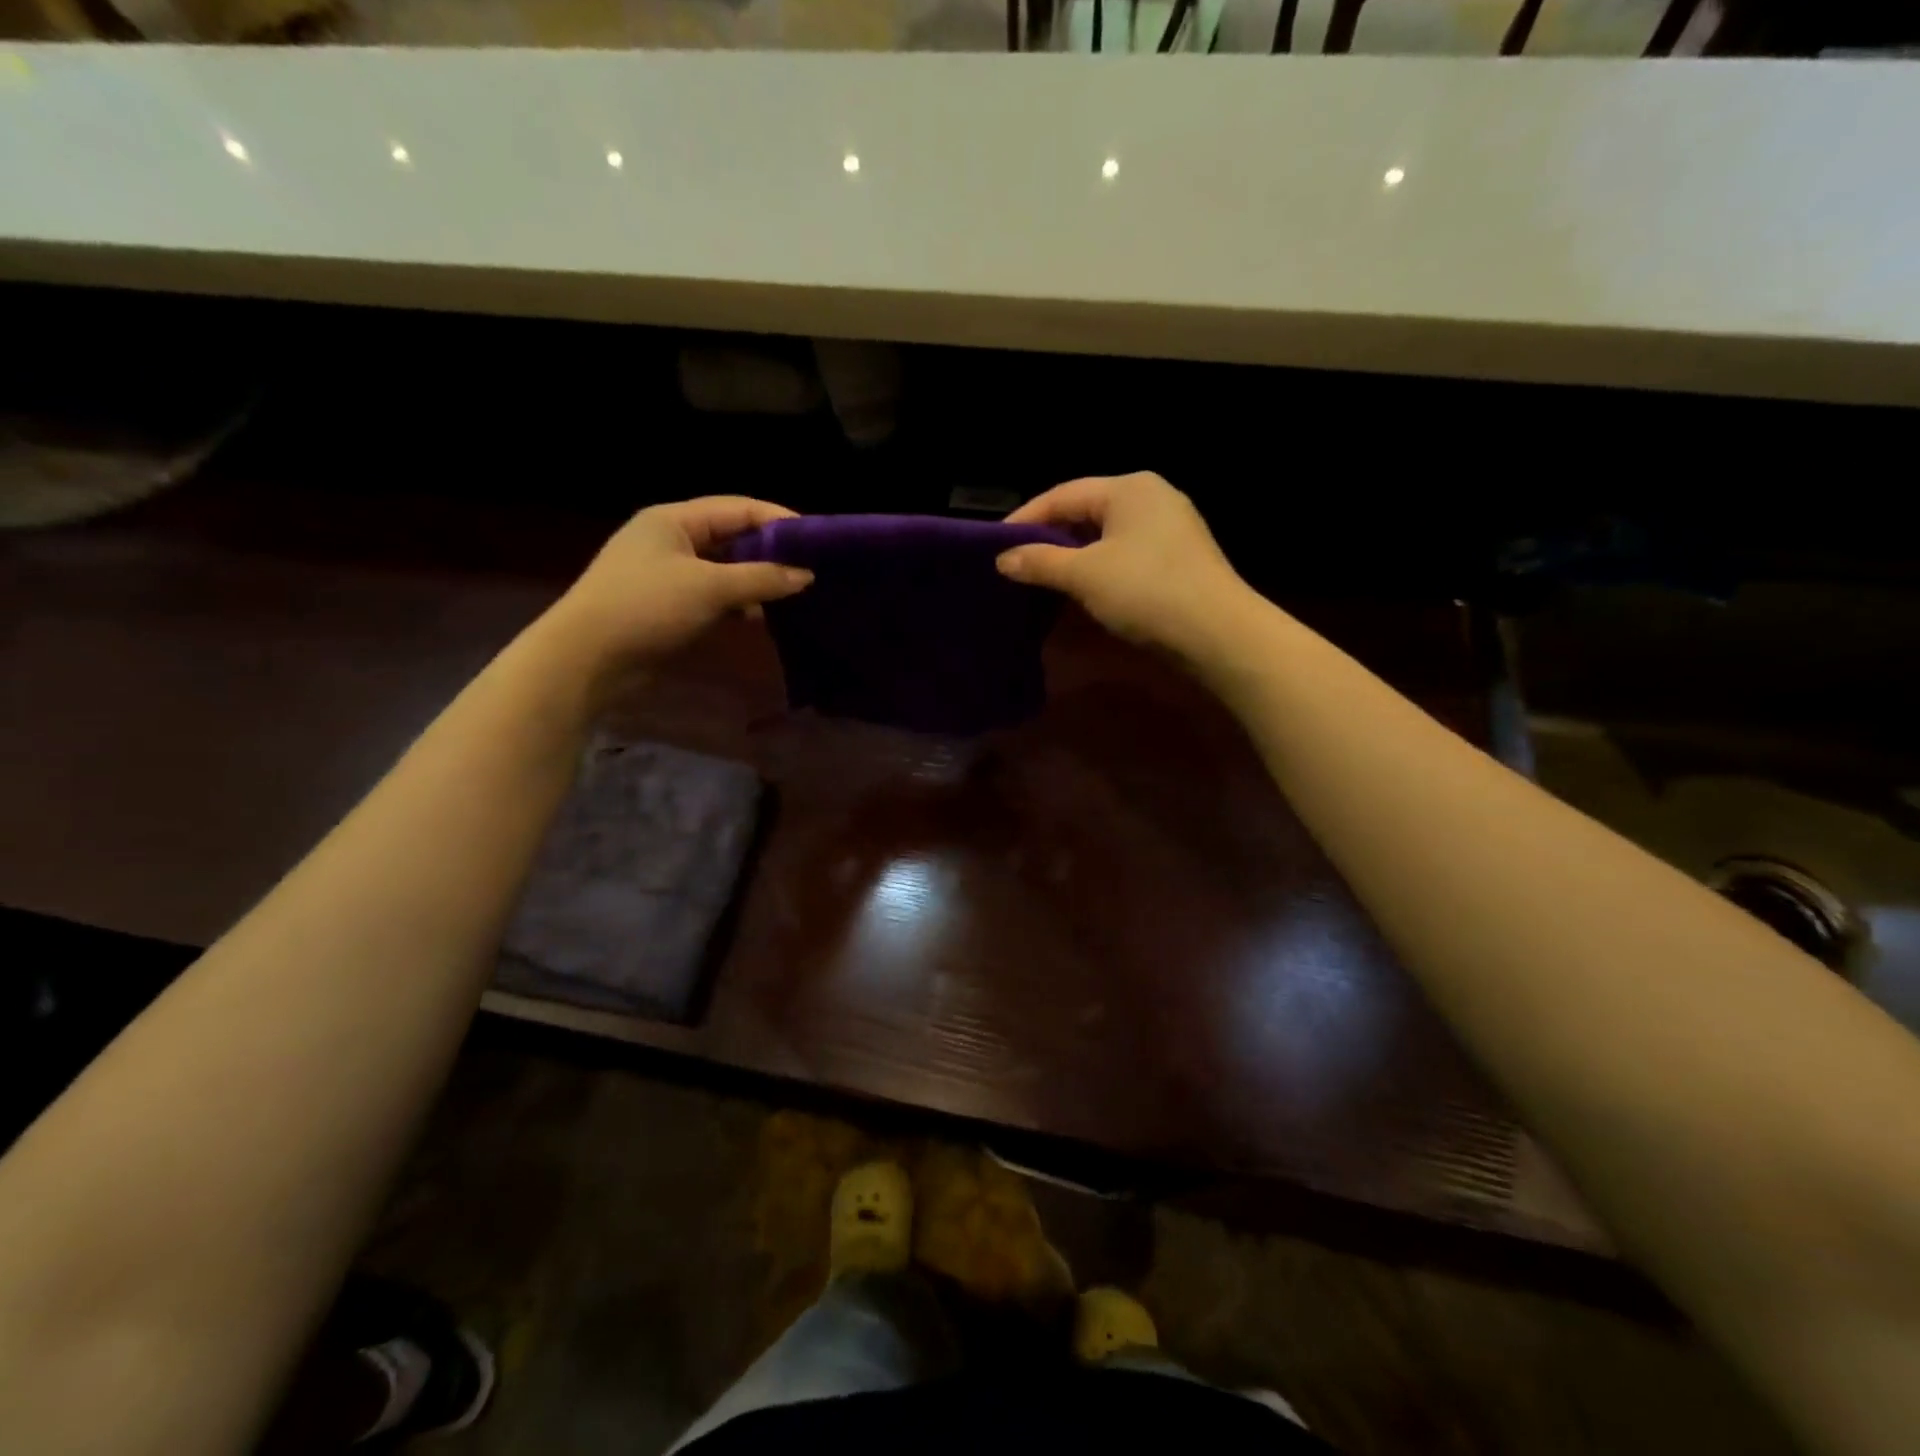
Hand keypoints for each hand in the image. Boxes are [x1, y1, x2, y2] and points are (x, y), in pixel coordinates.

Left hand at [542, 496, 810, 677]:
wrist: (587, 659)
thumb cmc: (646, 607)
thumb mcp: (709, 588)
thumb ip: (761, 578)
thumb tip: (806, 575)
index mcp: (674, 520)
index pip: (737, 508)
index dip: (778, 520)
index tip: (817, 539)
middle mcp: (671, 540)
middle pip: (732, 537)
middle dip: (771, 552)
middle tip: (811, 567)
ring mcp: (668, 574)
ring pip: (725, 569)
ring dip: (756, 580)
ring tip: (795, 593)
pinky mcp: (668, 606)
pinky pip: (713, 596)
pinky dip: (738, 603)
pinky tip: (762, 616)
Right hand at [996, 473, 1250, 656]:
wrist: (1218, 633)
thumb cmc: (1146, 591)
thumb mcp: (1085, 575)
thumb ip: (1040, 562)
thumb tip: (1003, 559)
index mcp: (1129, 487)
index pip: (1063, 494)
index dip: (1026, 518)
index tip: (996, 544)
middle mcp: (1152, 496)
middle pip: (1086, 511)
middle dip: (1050, 536)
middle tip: (1017, 561)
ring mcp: (1170, 527)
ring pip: (1106, 535)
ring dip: (1073, 555)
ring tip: (1043, 576)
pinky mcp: (1179, 557)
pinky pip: (1125, 553)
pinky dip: (1099, 567)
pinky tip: (1083, 589)